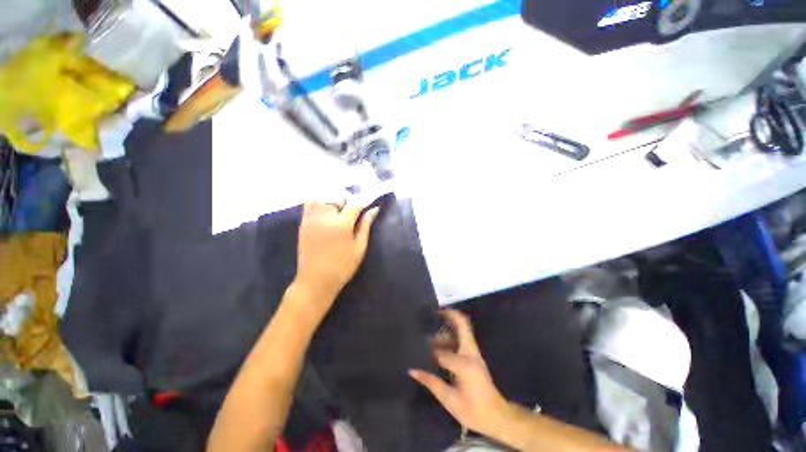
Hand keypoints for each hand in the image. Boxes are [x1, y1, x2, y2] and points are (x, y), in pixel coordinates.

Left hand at [294, 199, 378, 305]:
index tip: (368, 205)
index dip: (363, 203)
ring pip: (323, 197)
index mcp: (342, 224)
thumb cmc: (342, 266)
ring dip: (333, 200)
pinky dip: (319, 202)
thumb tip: (374, 209)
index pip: (355, 204)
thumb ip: (365, 226)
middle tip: (353, 213)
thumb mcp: (359, 247)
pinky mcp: (303, 223)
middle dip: (348, 202)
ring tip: (339, 211)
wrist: (316, 280)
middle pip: (338, 197)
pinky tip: (325, 212)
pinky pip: (309, 204)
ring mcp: (311, 219)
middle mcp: (325, 217)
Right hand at [409, 310, 512, 438]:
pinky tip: (439, 343)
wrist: (498, 417)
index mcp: (464, 364)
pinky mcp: (475, 356)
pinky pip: (462, 338)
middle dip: (448, 314)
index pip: (441, 351)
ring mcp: (474, 353)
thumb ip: (431, 382)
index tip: (417, 349)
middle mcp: (470, 352)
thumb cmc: (474, 412)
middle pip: (462, 324)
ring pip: (462, 330)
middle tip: (433, 312)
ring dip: (447, 327)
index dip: (429, 352)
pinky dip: (451, 335)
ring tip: (431, 331)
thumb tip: (412, 370)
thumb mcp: (450, 401)